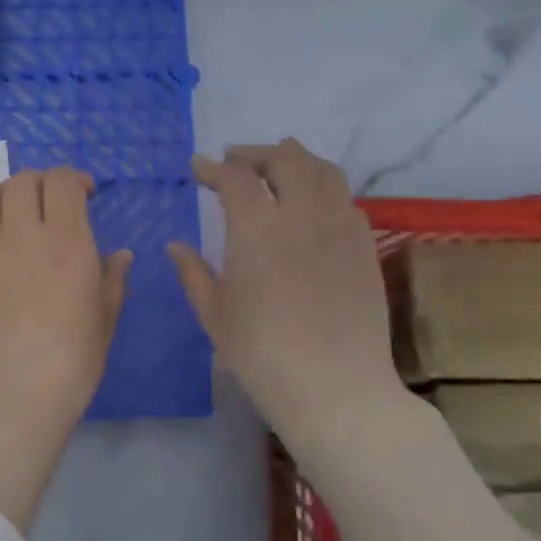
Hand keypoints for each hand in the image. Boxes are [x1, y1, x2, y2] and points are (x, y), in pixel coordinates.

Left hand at [0, 168, 132, 533]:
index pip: (62, 182)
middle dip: (40, 183)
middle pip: (22, 182)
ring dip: (3, 195)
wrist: (7, 403)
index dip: (75, 179)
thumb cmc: (68, 368)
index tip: (84, 195)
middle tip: (50, 204)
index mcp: (65, 244)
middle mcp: (21, 236)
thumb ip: (112, 280)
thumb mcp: (104, 323)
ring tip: (13, 214)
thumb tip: (120, 254)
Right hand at [168, 140, 404, 448]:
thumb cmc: (261, 353)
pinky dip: (323, 188)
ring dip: (295, 160)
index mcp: (257, 229)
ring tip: (278, 168)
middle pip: (284, 160)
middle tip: (235, 160)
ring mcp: (340, 228)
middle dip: (255, 154)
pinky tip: (312, 205)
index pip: (235, 178)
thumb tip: (175, 246)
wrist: (335, 387)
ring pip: (323, 171)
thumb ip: (193, 273)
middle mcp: (302, 215)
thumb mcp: (214, 313)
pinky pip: (345, 200)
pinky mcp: (365, 247)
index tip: (198, 167)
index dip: (213, 168)